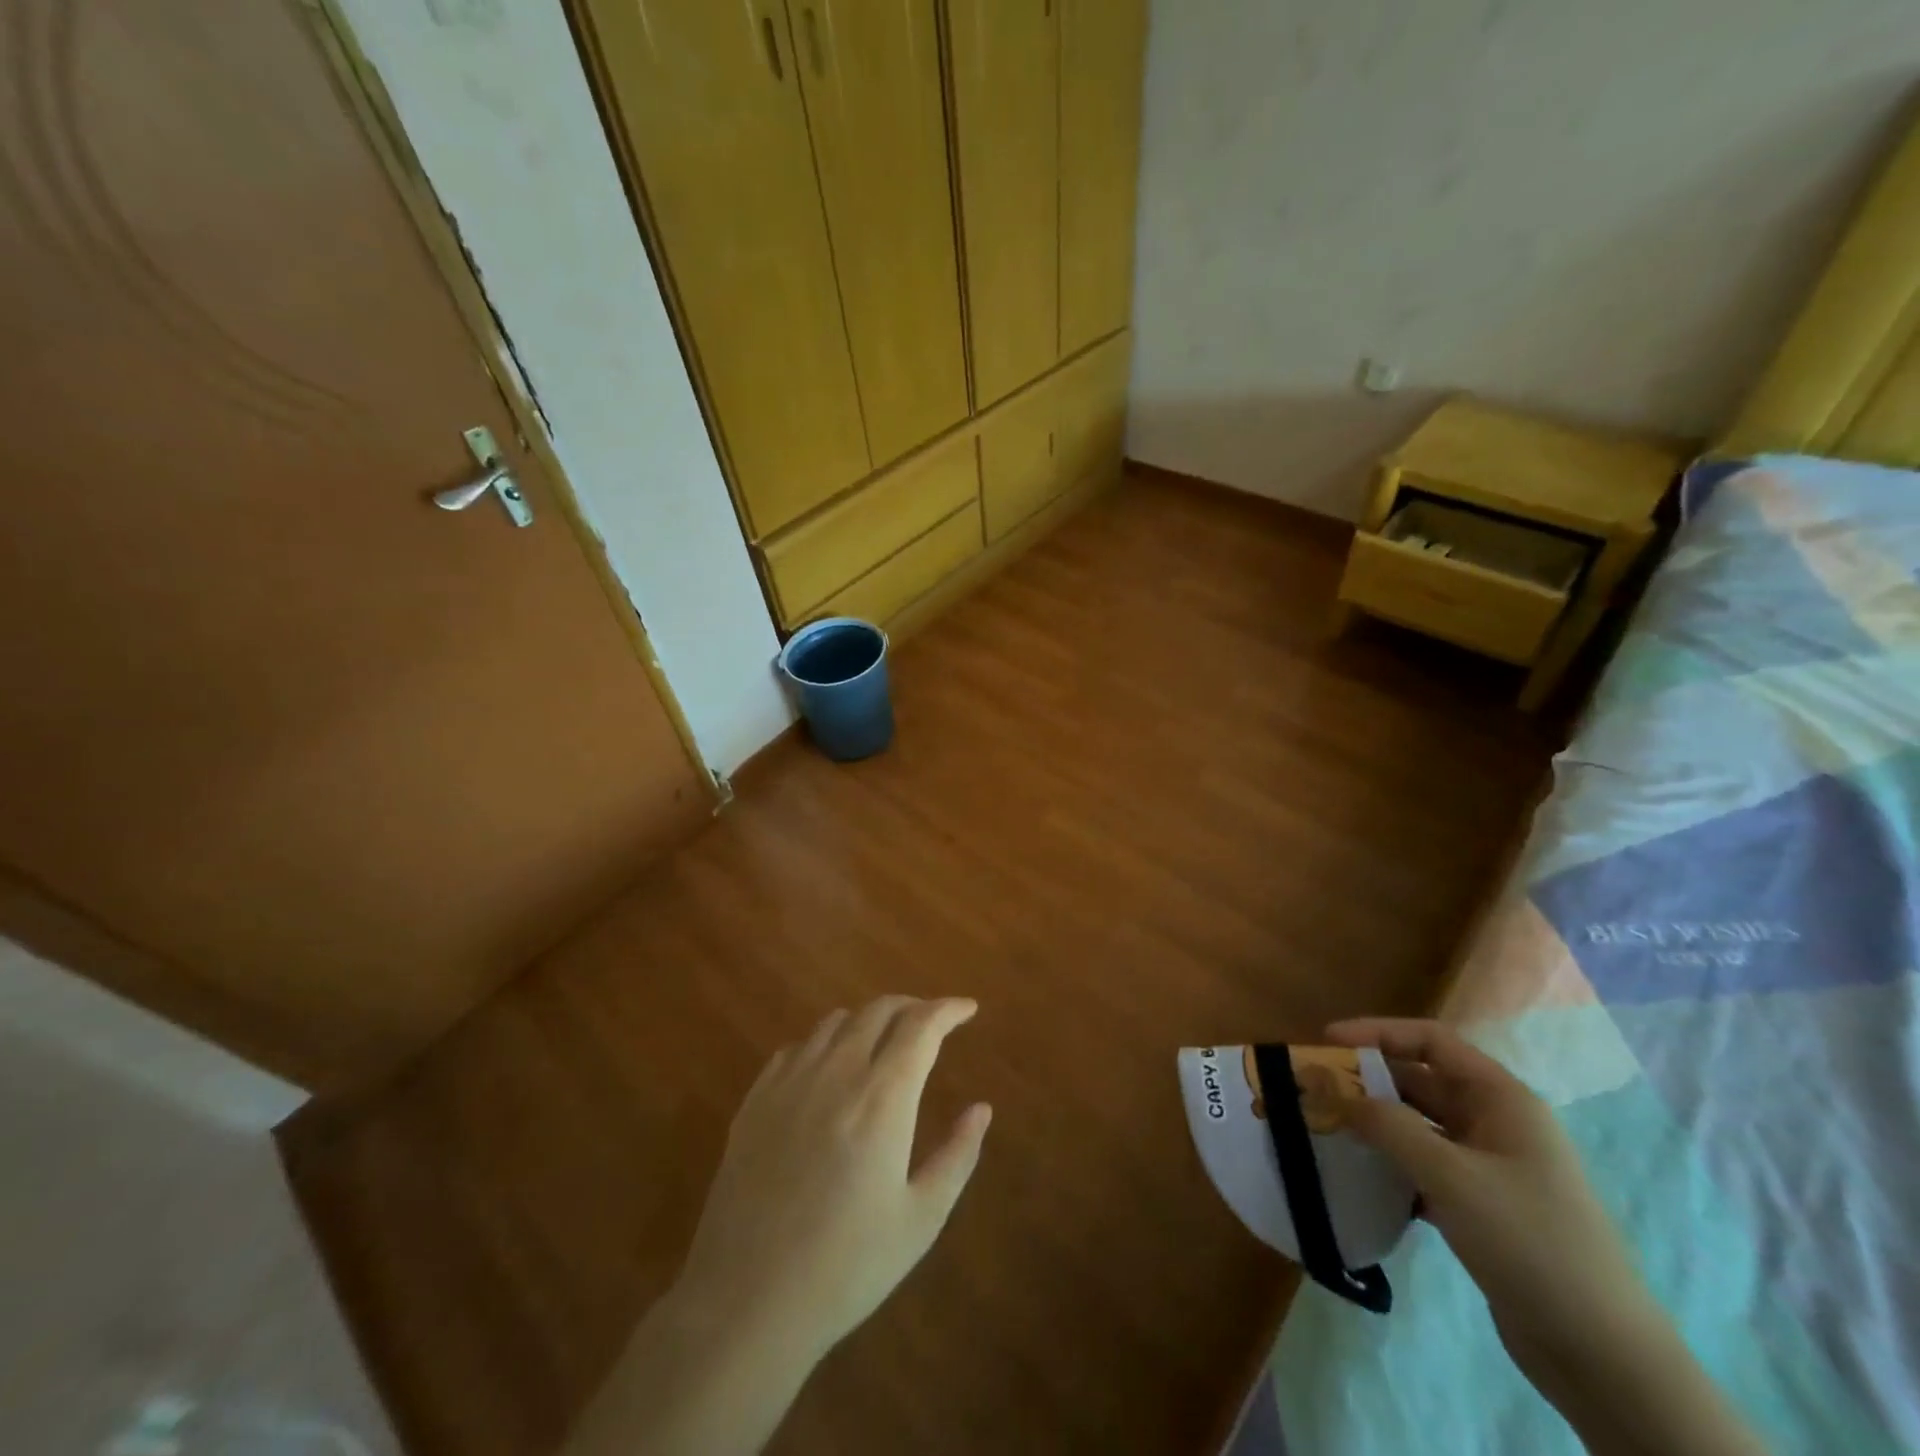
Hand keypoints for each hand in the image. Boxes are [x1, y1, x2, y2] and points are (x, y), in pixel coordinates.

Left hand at [674, 996, 992, 1364]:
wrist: (747, 1302)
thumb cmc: (847, 1266)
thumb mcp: (920, 1219)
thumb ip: (957, 1156)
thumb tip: (981, 1108)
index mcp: (882, 1097)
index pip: (922, 1026)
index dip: (948, 1009)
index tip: (968, 1008)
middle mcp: (837, 1072)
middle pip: (879, 1010)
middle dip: (912, 1007)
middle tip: (930, 1023)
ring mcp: (790, 1081)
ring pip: (836, 1022)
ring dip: (868, 1021)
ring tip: (882, 1044)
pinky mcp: (755, 1099)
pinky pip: (796, 1047)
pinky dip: (823, 1044)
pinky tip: (827, 1071)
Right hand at [1323, 1019, 1645, 1375]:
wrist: (1603, 1357)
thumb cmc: (1530, 1242)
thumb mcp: (1451, 1176)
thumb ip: (1387, 1125)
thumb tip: (1333, 1090)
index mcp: (1502, 1099)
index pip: (1431, 1041)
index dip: (1377, 1033)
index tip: (1327, 1042)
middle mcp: (1496, 1123)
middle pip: (1421, 1082)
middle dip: (1368, 1081)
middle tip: (1315, 1089)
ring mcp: (1490, 1167)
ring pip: (1419, 1126)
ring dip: (1375, 1124)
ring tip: (1326, 1128)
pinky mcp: (1482, 1207)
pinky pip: (1424, 1167)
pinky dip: (1391, 1165)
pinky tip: (1359, 1178)